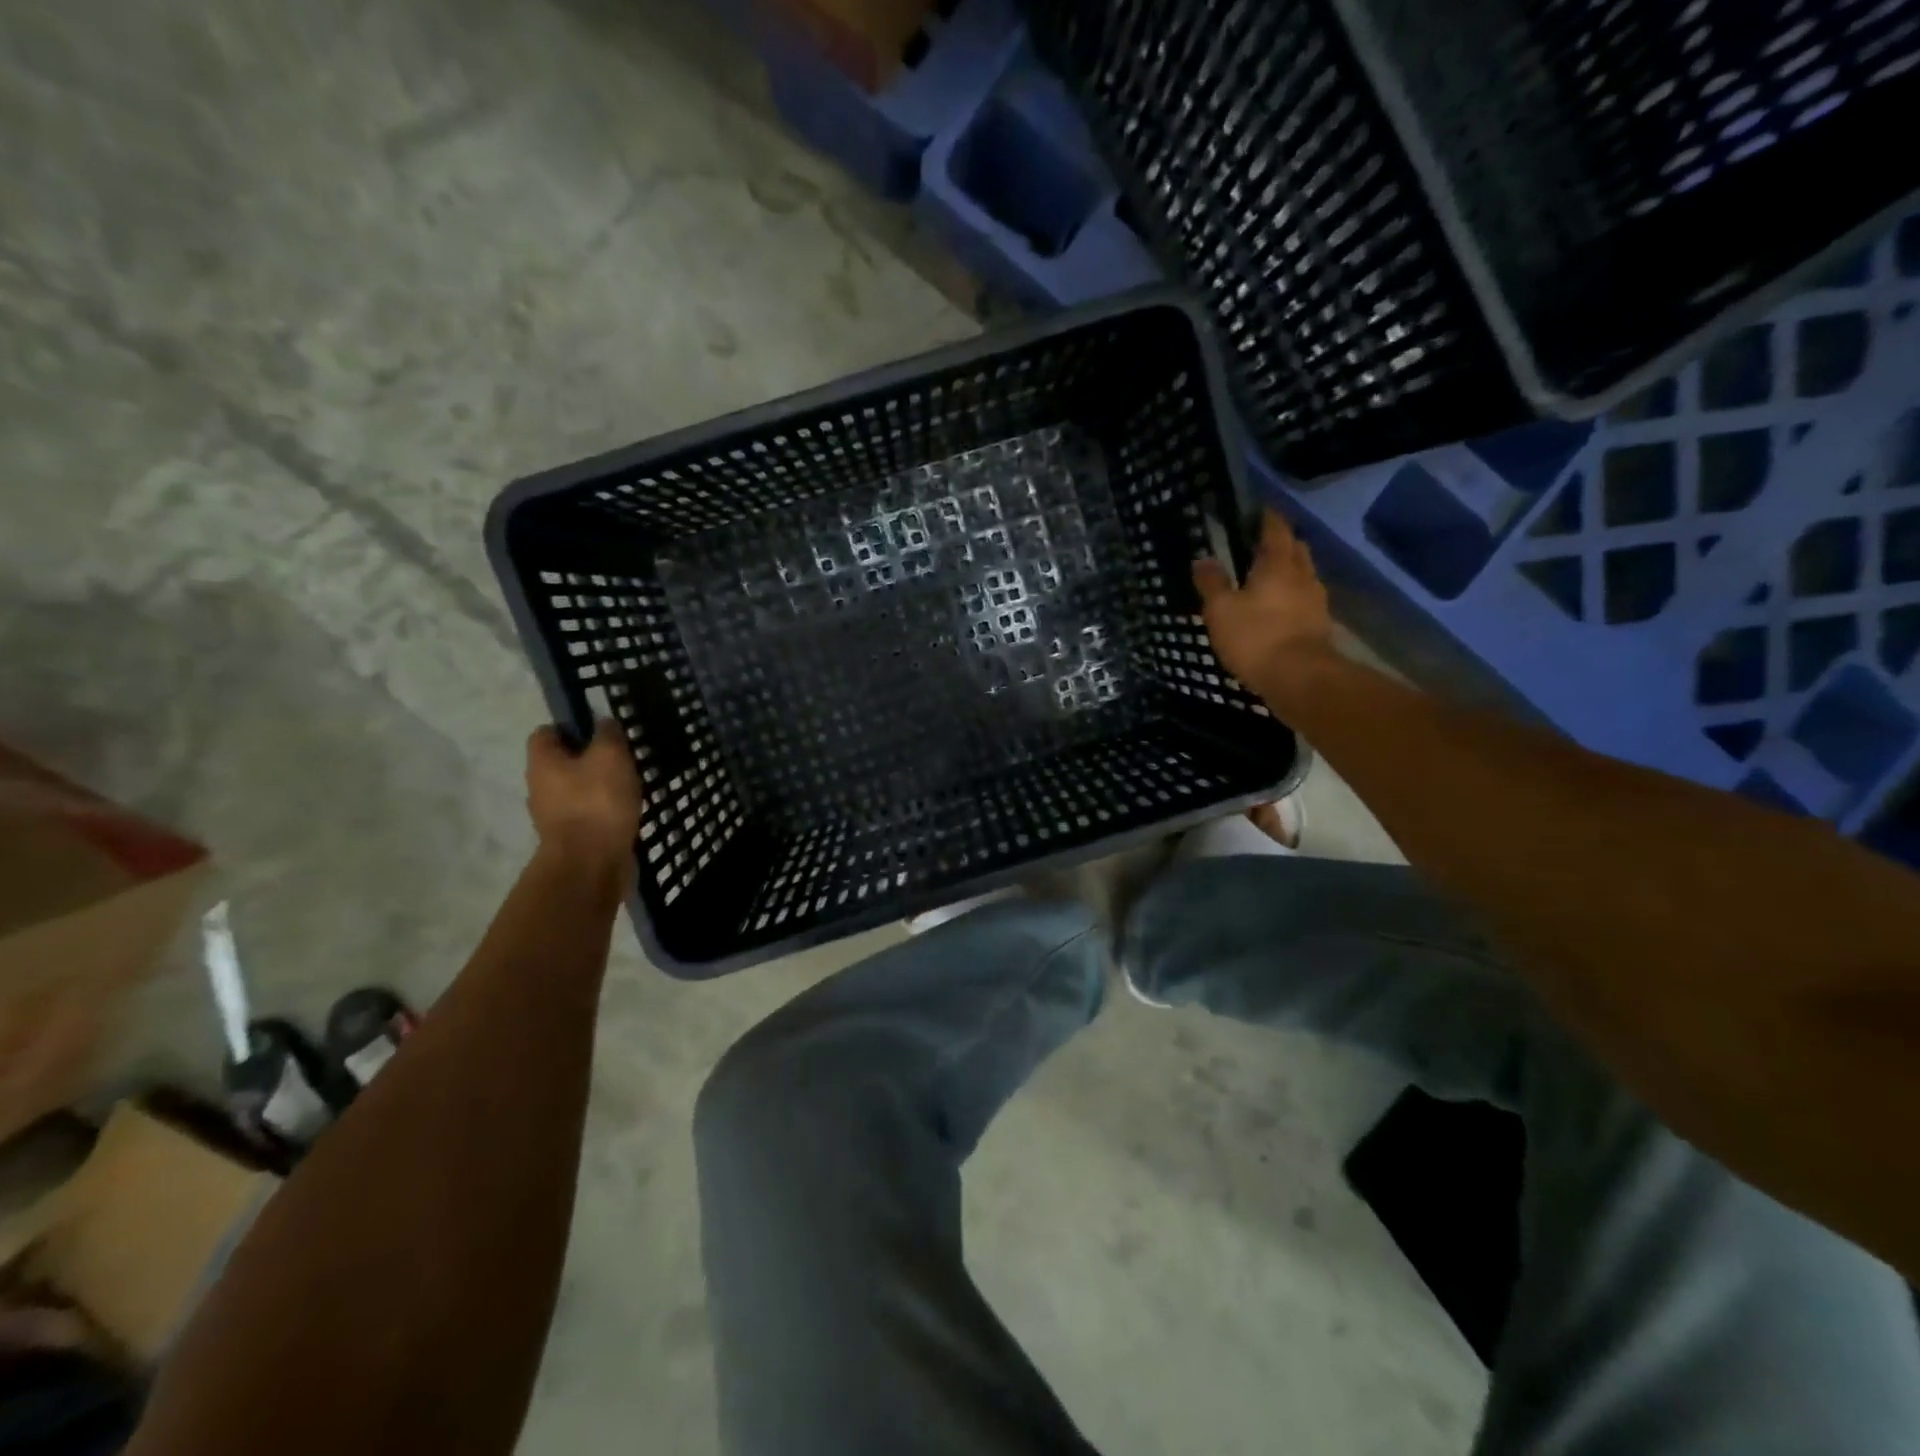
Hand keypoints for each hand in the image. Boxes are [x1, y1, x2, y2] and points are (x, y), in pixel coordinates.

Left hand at [526, 720, 641, 868]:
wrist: (590, 864)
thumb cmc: (597, 802)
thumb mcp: (610, 756)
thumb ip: (608, 735)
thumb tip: (604, 722)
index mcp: (543, 762)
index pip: (546, 733)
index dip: (571, 727)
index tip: (600, 731)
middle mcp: (540, 787)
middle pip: (562, 763)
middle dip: (589, 758)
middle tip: (621, 758)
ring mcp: (554, 815)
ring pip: (576, 790)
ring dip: (599, 786)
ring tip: (629, 786)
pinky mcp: (571, 838)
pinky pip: (588, 814)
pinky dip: (604, 810)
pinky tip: (626, 811)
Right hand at [1193, 508, 1335, 690]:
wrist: (1299, 678)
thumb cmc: (1256, 637)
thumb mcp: (1221, 610)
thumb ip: (1212, 583)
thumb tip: (1203, 559)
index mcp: (1278, 564)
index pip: (1276, 529)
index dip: (1267, 517)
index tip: (1258, 510)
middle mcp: (1303, 575)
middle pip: (1296, 549)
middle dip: (1281, 543)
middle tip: (1260, 544)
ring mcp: (1316, 601)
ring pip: (1303, 575)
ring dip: (1289, 572)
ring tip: (1268, 578)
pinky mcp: (1319, 625)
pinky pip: (1305, 600)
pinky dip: (1292, 598)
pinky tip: (1279, 609)